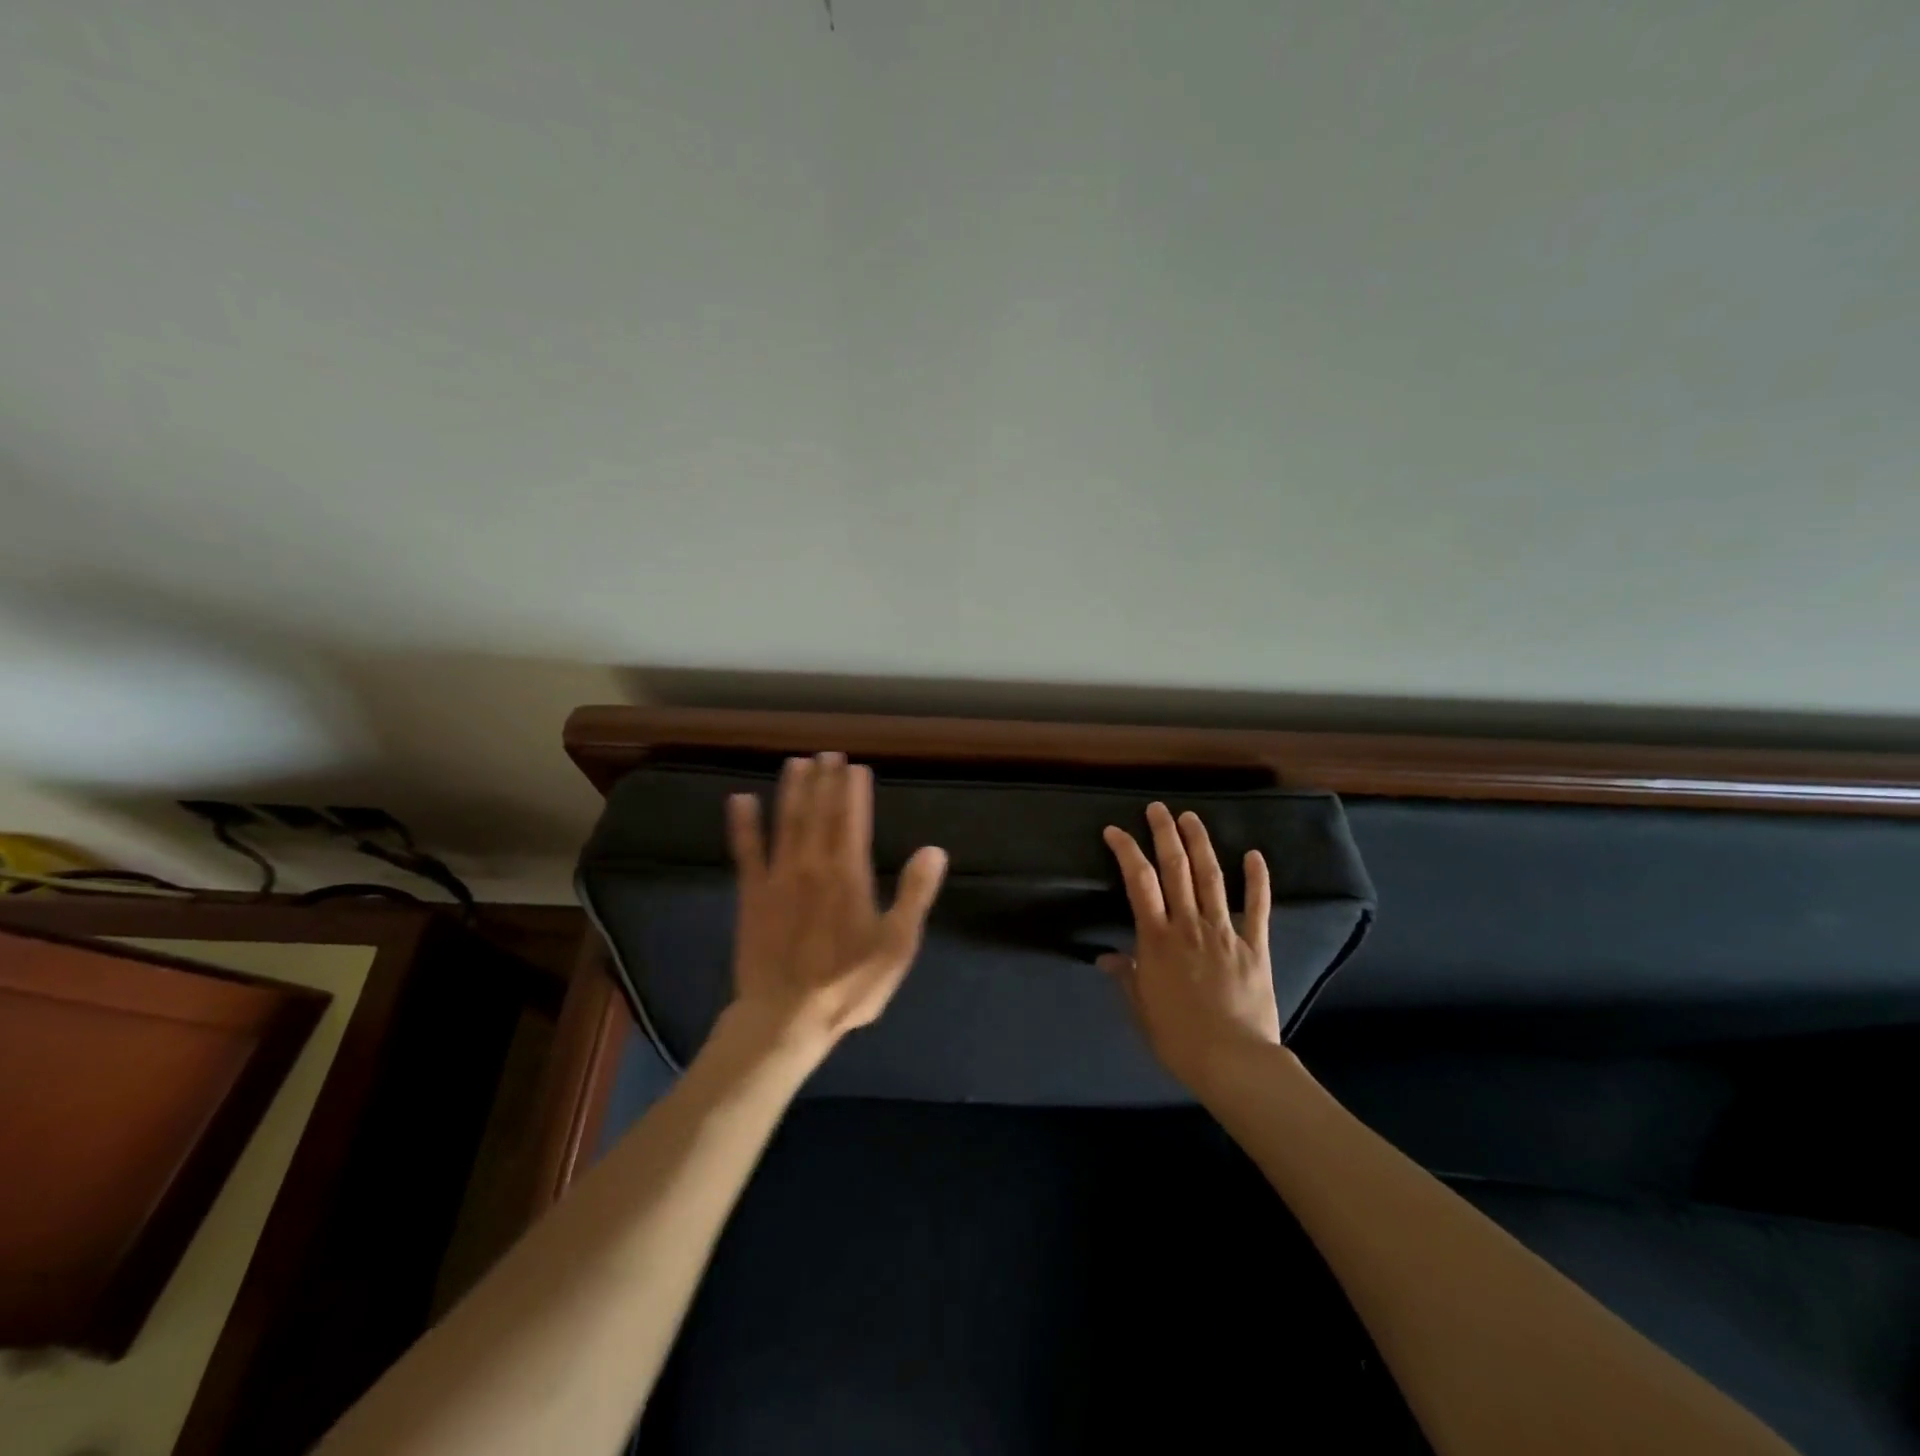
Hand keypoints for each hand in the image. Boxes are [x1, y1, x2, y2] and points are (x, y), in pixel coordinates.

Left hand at [725, 752, 947, 1055]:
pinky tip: (740, 800)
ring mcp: (778, 877)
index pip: (853, 820)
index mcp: (850, 875)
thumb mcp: (897, 946)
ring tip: (796, 763)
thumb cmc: (849, 984)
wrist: (786, 1017)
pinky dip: (743, 825)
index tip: (855, 766)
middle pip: (819, 813)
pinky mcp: (752, 895)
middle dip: (825, 781)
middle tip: (827, 753)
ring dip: (791, 791)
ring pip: (786, 822)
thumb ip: (915, 894)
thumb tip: (934, 849)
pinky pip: (746, 852)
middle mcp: (813, 865)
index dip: (854, 791)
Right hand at [1099, 802, 1278, 1087]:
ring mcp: (1224, 931)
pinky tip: (1254, 855)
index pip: (1138, 882)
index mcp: (1157, 938)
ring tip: (1191, 817)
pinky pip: (1258, 906)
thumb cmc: (1178, 1037)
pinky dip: (1257, 879)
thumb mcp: (1141, 1007)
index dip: (1126, 851)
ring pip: (1211, 877)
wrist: (1233, 1060)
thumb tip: (1105, 957)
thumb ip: (1125, 975)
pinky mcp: (1255, 945)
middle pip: (1176, 868)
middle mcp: (1188, 924)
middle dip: (1164, 834)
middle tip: (1157, 808)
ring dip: (1201, 844)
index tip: (1115, 831)